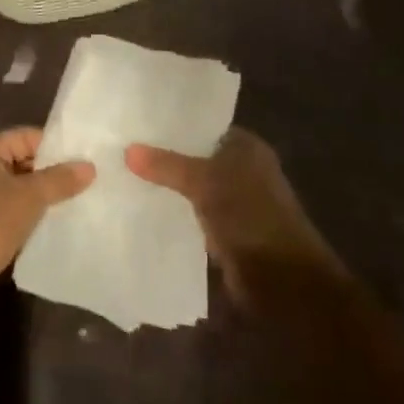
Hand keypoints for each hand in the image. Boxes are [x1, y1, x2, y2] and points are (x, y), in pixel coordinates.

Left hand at [0, 128, 94, 322]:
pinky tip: (55, 231)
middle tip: (88, 183)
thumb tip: (89, 166)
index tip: (84, 157)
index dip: (54, 144)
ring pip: (17, 194)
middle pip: (21, 164)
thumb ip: (59, 180)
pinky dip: (30, 223)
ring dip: (42, 201)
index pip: (25, 136)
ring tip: (79, 206)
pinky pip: (11, 220)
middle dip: (51, 174)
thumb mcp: (28, 197)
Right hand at [126, 128, 342, 304]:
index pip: (204, 126)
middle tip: (122, 147)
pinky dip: (173, 212)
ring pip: (192, 187)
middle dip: (165, 156)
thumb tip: (128, 150)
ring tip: (123, 174)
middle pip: (196, 157)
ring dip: (167, 186)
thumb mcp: (205, 182)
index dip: (174, 125)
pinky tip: (141, 207)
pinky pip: (192, 214)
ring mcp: (234, 203)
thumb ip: (167, 165)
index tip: (138, 122)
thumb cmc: (250, 217)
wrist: (281, 282)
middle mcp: (242, 170)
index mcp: (246, 147)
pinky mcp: (224, 232)